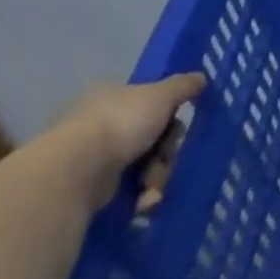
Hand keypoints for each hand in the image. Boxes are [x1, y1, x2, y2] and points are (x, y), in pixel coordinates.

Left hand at [47, 73, 204, 204]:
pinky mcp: (90, 186)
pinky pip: (127, 188)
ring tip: (151, 187)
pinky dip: (140, 195)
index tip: (176, 129)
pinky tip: (142, 201)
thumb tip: (201, 77)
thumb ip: (183, 86)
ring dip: (156, 177)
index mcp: (112, 95)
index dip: (169, 117)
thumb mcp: (161, 95)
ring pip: (143, 164)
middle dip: (165, 153)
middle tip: (165, 159)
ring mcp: (93, 155)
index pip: (150, 103)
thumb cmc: (121, 123)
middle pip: (151, 137)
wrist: (78, 169)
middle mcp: (100, 122)